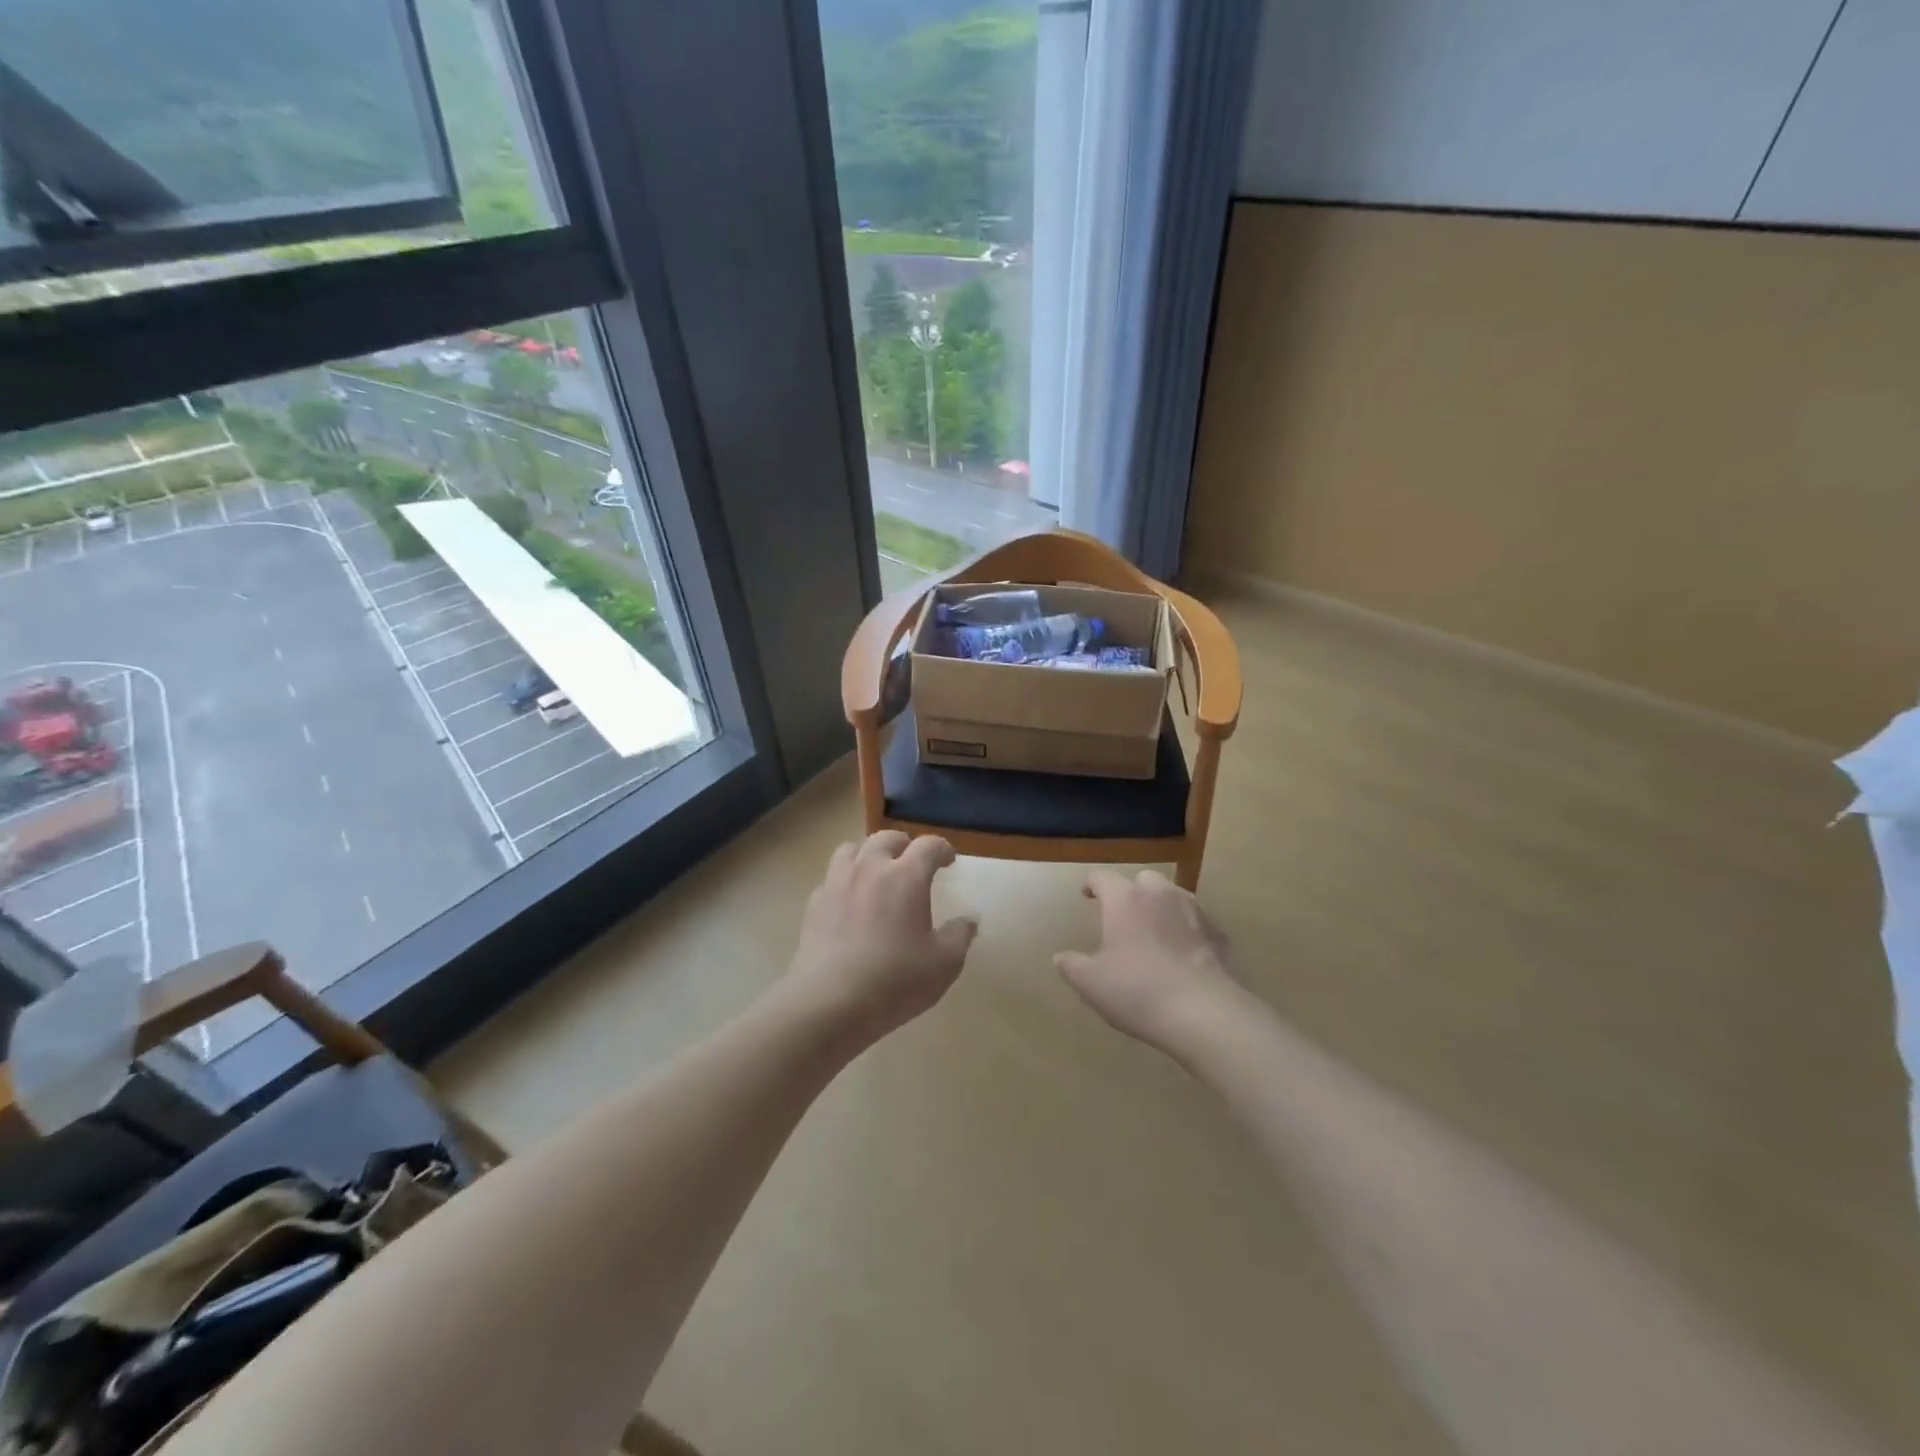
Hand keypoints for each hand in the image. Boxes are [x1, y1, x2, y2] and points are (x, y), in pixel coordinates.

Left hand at [784, 831, 977, 1045]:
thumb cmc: (895, 981)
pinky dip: (844, 881)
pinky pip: (831, 878)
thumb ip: (960, 936)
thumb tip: (969, 921)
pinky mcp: (814, 903)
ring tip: (876, 872)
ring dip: (868, 854)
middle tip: (912, 862)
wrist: (829, 1003)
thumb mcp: (944, 964)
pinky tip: (850, 902)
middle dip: (904, 845)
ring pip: (851, 849)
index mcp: (906, 876)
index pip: (928, 846)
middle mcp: (870, 868)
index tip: (948, 861)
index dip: (942, 849)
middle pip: (886, 838)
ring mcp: (837, 883)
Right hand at [1055, 869, 1242, 1052]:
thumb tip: (1061, 957)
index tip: (1086, 894)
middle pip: (1143, 879)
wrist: (1204, 1013)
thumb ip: (1072, 966)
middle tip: (1123, 914)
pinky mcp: (1219, 935)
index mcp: (1125, 899)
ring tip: (1155, 930)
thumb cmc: (1137, 990)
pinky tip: (1184, 953)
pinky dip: (1188, 931)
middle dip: (1132, 891)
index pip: (1102, 878)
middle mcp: (1160, 895)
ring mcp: (1194, 912)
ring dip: (1162, 907)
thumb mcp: (1091, 983)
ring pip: (1174, 896)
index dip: (1091, 885)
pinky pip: (1198, 923)